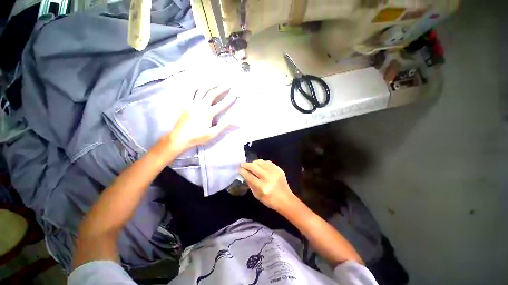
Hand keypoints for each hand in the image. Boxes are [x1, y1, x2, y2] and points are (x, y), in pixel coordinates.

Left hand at [168, 85, 236, 152]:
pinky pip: (191, 92)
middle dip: (221, 88)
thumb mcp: (212, 134)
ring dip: (210, 84)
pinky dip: (196, 86)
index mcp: (208, 113)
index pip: (222, 104)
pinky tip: (200, 83)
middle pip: (212, 93)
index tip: (235, 95)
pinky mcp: (186, 103)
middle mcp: (200, 105)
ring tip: (216, 80)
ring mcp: (192, 103)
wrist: (180, 137)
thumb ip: (222, 126)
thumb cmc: (197, 136)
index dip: (229, 99)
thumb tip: (232, 119)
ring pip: (202, 90)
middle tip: (227, 84)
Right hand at [239, 160, 296, 211]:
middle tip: (242, 164)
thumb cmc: (270, 200)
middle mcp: (268, 177)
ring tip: (251, 165)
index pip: (249, 176)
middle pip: (254, 166)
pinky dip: (262, 163)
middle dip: (246, 164)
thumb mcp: (257, 195)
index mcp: (262, 187)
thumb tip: (245, 174)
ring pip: (260, 162)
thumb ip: (250, 184)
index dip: (242, 171)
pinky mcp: (278, 169)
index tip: (239, 169)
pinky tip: (260, 166)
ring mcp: (274, 172)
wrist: (285, 199)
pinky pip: (267, 162)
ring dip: (253, 162)